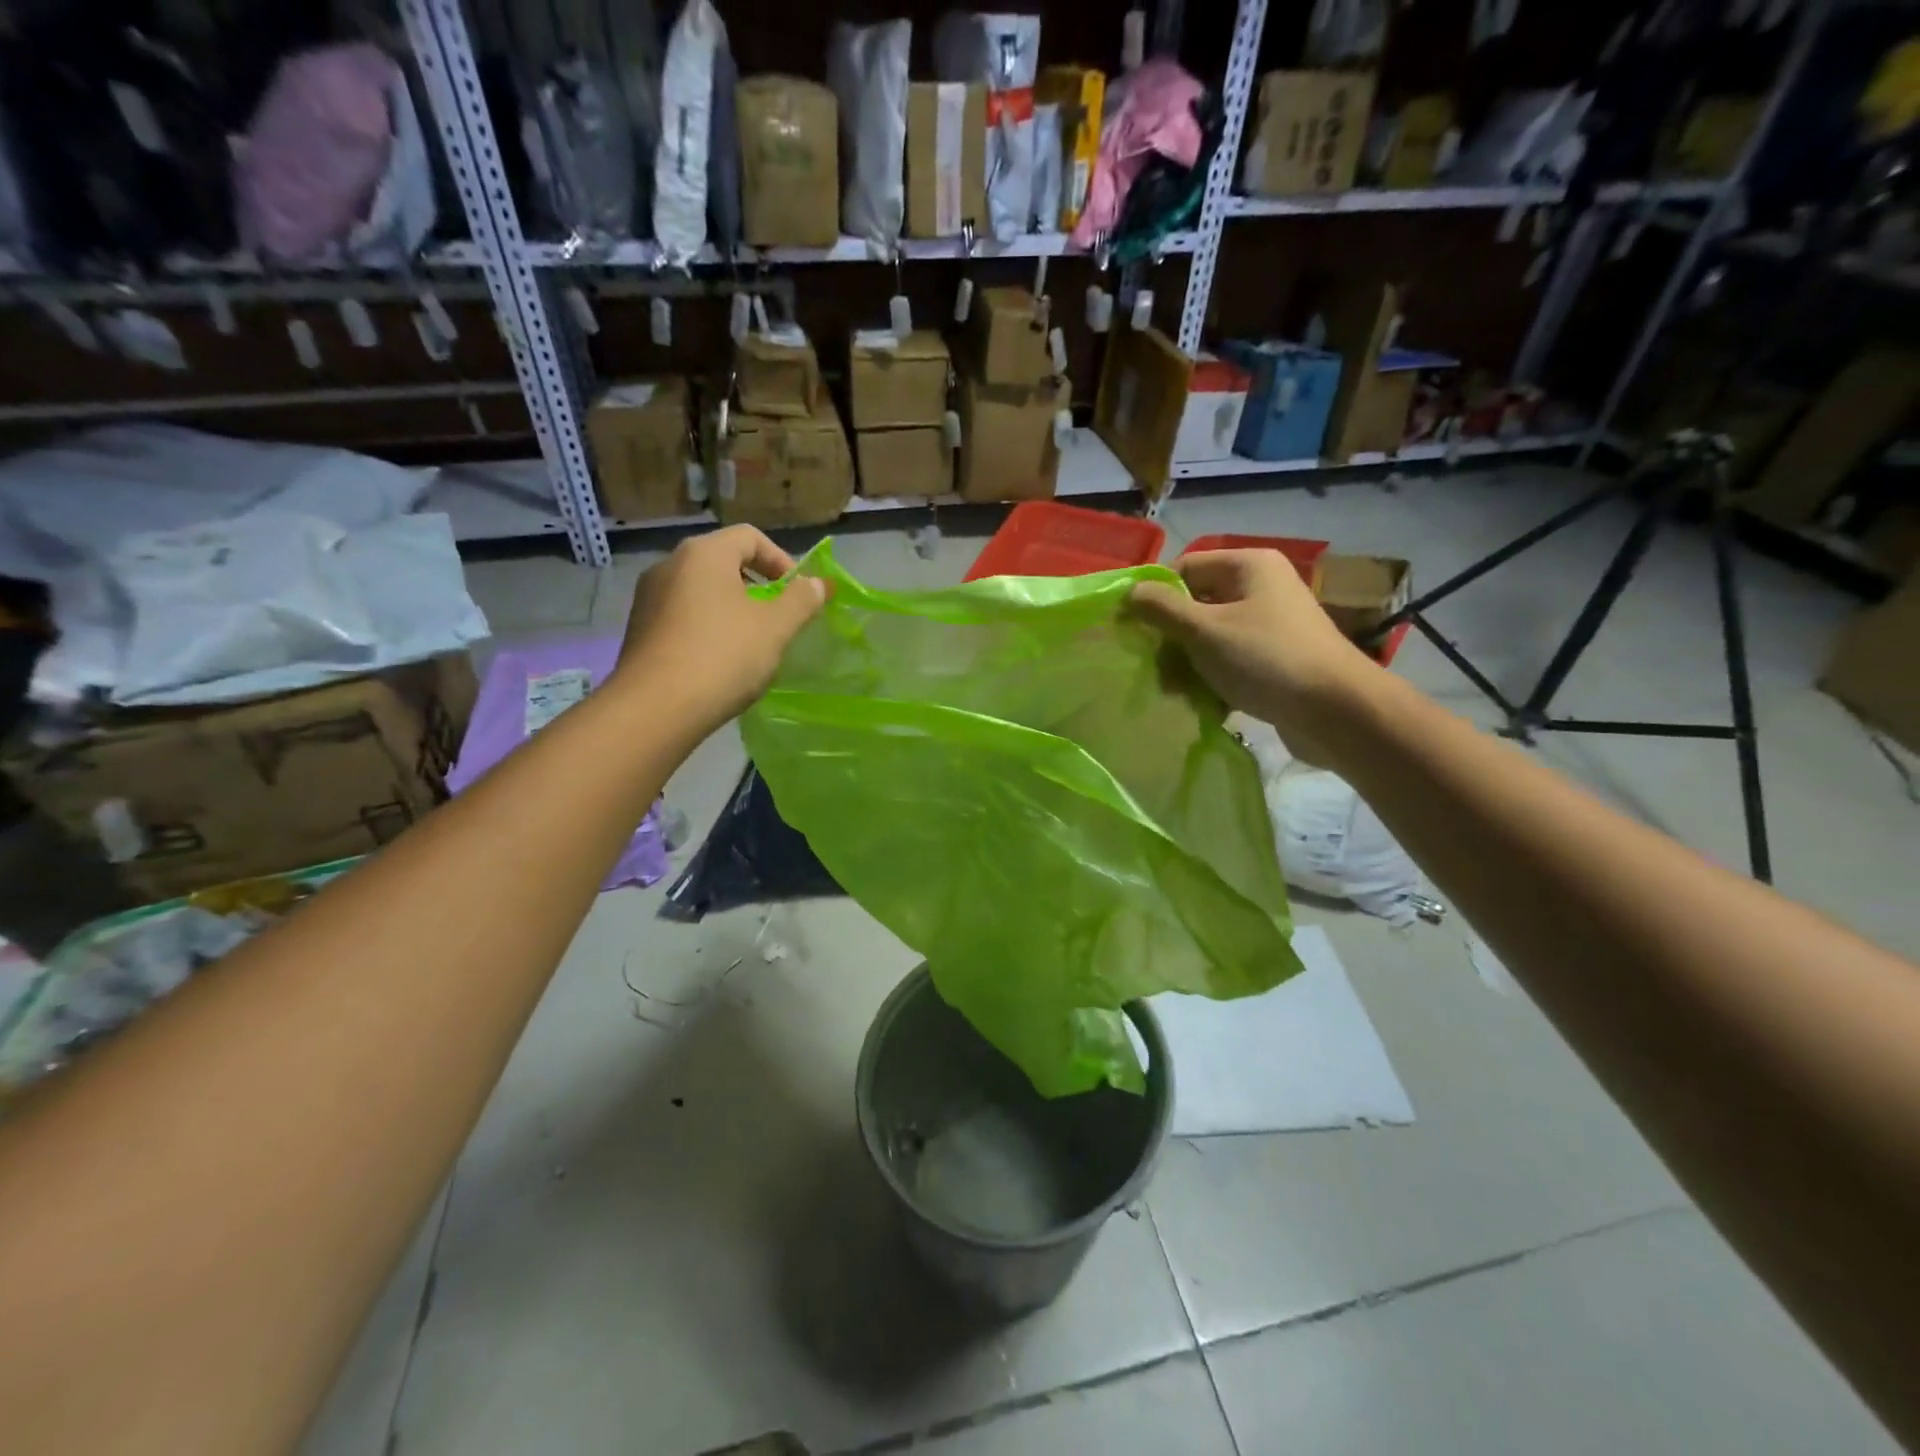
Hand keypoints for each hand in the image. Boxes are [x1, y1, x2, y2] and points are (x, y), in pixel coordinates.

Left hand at [614, 526, 827, 726]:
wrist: (655, 708)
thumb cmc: (723, 656)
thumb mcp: (776, 627)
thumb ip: (802, 600)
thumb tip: (818, 584)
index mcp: (703, 553)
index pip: (749, 536)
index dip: (781, 560)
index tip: (798, 594)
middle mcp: (669, 565)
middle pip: (724, 562)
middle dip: (758, 587)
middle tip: (779, 619)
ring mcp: (648, 598)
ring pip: (702, 592)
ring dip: (732, 610)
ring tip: (752, 645)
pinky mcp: (639, 631)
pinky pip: (683, 617)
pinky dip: (707, 629)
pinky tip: (720, 663)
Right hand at [1130, 550, 1377, 747]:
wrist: (1336, 711)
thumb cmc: (1266, 659)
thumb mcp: (1204, 630)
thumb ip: (1162, 609)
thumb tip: (1129, 592)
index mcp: (1248, 565)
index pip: (1185, 568)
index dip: (1156, 597)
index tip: (1135, 630)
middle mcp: (1261, 587)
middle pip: (1196, 604)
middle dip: (1172, 639)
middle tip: (1156, 669)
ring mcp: (1270, 624)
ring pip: (1210, 637)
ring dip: (1188, 664)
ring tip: (1178, 692)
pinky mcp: (1275, 658)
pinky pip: (1230, 660)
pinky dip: (1213, 678)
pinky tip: (1203, 702)